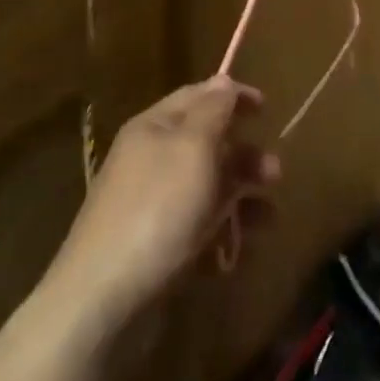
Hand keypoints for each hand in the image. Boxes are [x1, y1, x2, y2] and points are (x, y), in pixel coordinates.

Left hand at [46, 78, 279, 334]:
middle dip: (244, 155)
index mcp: (154, 128)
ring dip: (242, 197)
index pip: (197, 96)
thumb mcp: (192, 148)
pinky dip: (224, 233)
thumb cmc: (157, 209)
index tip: (267, 107)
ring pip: (208, 189)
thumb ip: (213, 111)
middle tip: (275, 173)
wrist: (104, 299)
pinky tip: (240, 249)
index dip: (232, 96)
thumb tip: (223, 81)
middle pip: (207, 144)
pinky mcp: (157, 247)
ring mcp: (153, 205)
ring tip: (267, 218)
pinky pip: (199, 228)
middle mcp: (151, 160)